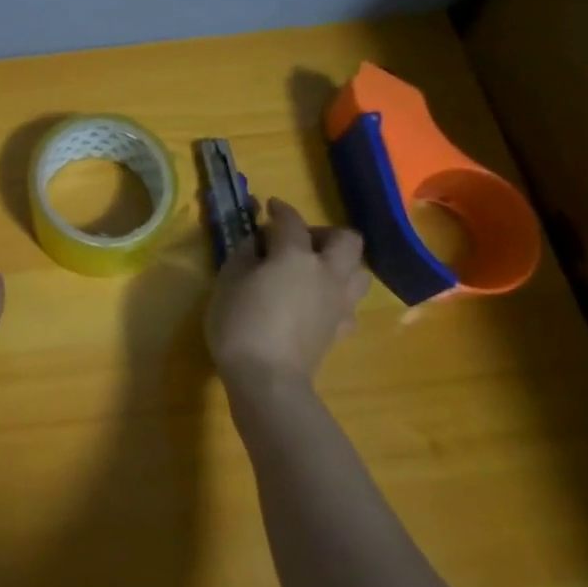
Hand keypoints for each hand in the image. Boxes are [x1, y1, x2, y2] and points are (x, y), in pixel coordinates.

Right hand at [205, 198, 370, 396]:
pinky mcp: (340, 329)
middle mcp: (326, 272)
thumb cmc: (240, 323)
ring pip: (359, 270)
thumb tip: (258, 242)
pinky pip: (349, 304)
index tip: (268, 207)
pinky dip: (336, 296)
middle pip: (346, 239)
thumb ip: (245, 254)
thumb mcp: (228, 281)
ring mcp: (338, 303)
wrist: (267, 379)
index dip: (279, 209)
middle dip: (324, 232)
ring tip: (314, 270)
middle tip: (298, 241)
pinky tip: (316, 303)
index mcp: (295, 255)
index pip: (290, 221)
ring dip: (341, 263)